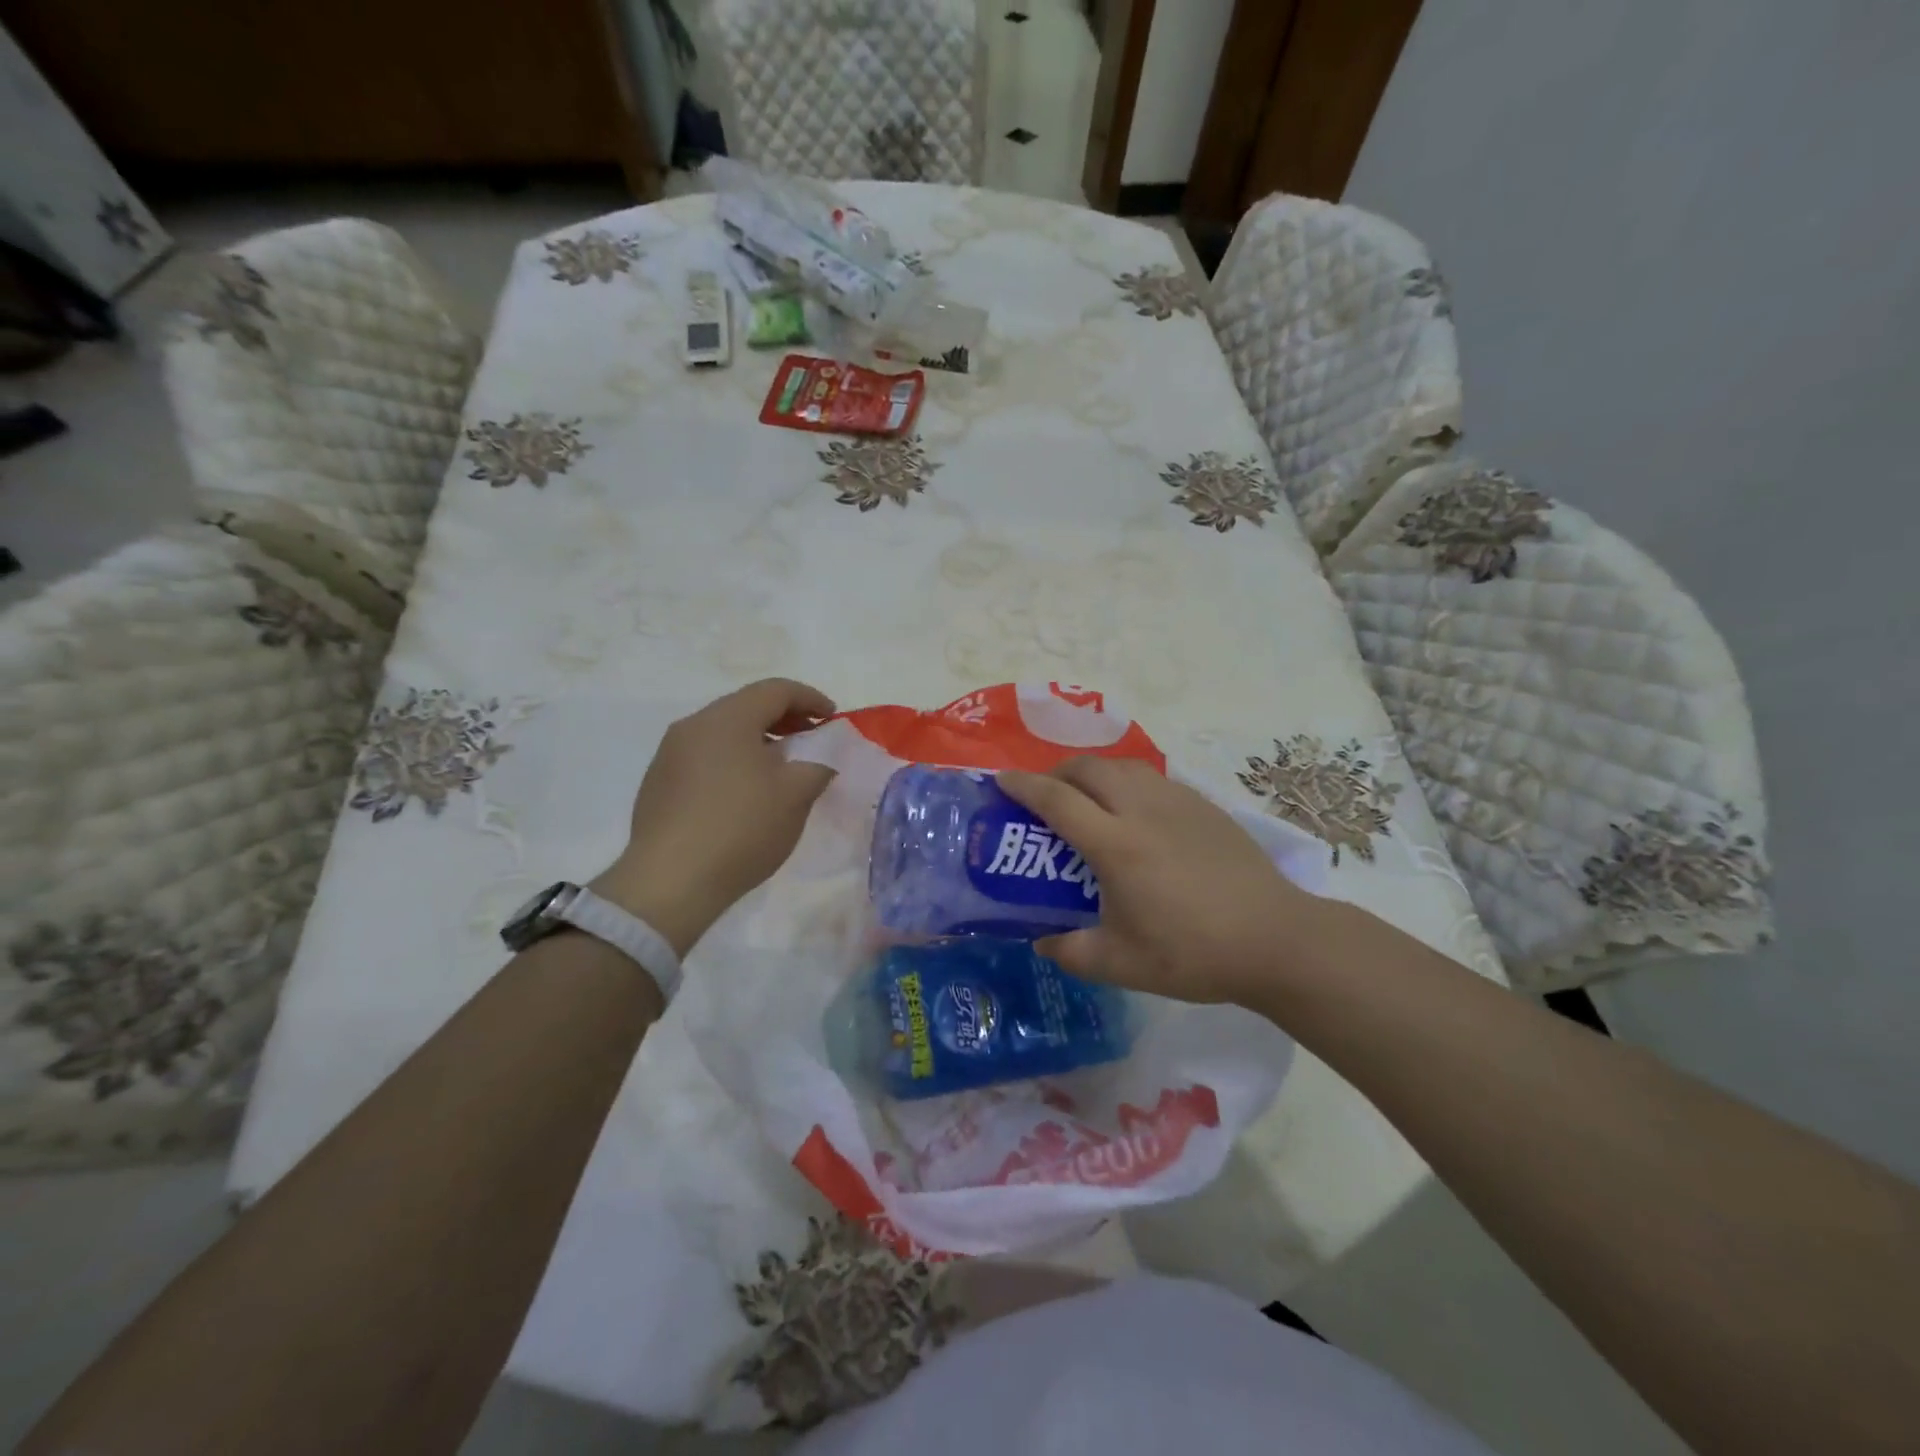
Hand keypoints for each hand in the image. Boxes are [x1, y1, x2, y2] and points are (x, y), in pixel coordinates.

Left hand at [593, 679, 835, 955]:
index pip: (776, 690)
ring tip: (782, 767)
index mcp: (727, 718)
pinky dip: (733, 761)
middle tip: (812, 739)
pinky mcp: (658, 783)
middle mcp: (693, 726)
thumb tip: (821, 759)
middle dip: (785, 718)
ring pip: (723, 732)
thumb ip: (818, 765)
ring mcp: (670, 754)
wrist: (671, 882)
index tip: (833, 718)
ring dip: (758, 741)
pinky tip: (746, 792)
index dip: (810, 699)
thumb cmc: (741, 828)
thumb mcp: (796, 795)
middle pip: (746, 706)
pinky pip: (705, 757)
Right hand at [997, 758, 1333, 1006]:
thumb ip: (1072, 952)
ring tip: (1086, 797)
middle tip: (1044, 794)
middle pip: (1089, 769)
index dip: (1023, 786)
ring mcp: (1178, 803)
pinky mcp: (1205, 807)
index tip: (1000, 781)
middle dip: (1057, 772)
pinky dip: (1128, 782)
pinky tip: (1135, 812)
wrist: (1276, 939)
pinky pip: (1153, 778)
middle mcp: (1142, 811)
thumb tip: (1042, 942)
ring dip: (1094, 772)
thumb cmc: (1193, 953)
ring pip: (1123, 766)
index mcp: (1116, 845)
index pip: (1057, 800)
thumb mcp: (1122, 964)